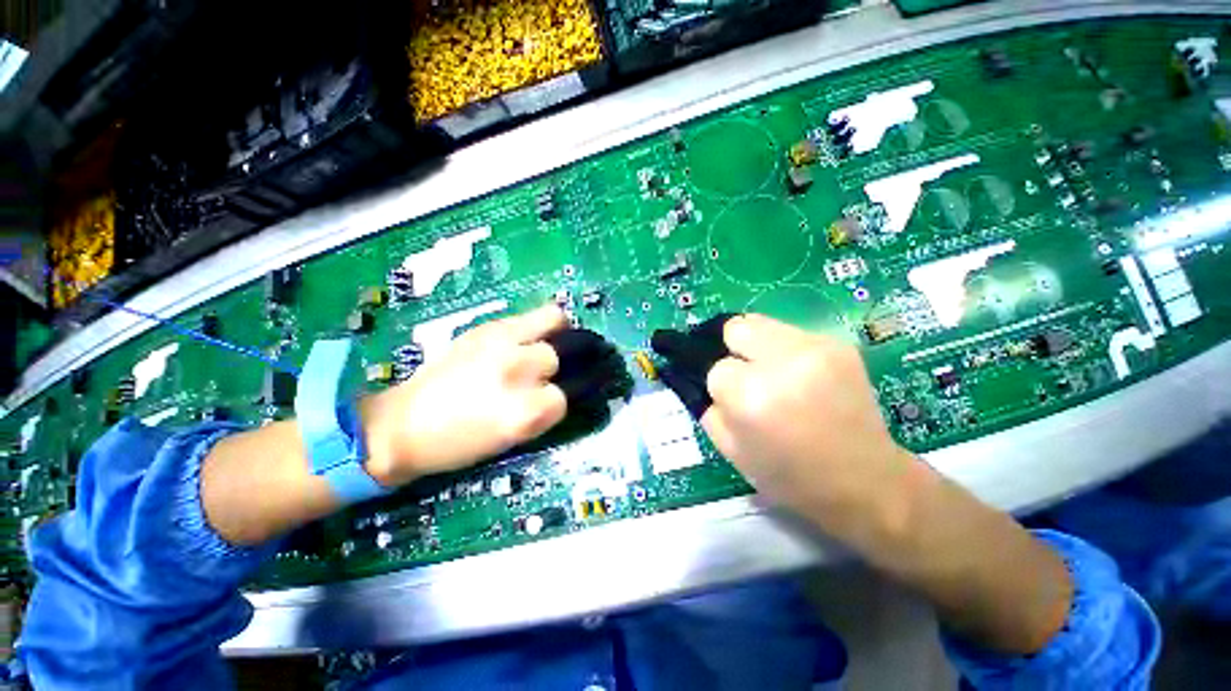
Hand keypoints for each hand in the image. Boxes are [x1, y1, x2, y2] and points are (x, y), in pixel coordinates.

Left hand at [361, 304, 568, 486]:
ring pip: (554, 320)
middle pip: (558, 356)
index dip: (558, 401)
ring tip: (546, 342)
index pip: (563, 397)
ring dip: (555, 333)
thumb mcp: (511, 438)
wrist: (403, 424)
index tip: (547, 402)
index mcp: (522, 412)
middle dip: (556, 366)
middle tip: (544, 373)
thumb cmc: (458, 444)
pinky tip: (526, 337)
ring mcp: (500, 342)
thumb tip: (564, 390)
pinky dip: (537, 323)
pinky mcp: (485, 327)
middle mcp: (516, 370)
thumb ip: (542, 412)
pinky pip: (529, 315)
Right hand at [701, 314, 915, 538]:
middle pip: (736, 328)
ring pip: (761, 323)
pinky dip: (786, 350)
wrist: (867, 481)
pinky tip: (803, 377)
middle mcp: (782, 363)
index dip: (723, 388)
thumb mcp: (732, 451)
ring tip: (778, 374)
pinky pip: (791, 333)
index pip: (717, 369)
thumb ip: (709, 410)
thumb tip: (708, 382)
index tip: (739, 404)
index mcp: (752, 396)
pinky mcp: (838, 343)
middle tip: (750, 377)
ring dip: (759, 347)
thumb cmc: (791, 475)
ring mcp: (815, 348)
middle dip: (734, 350)